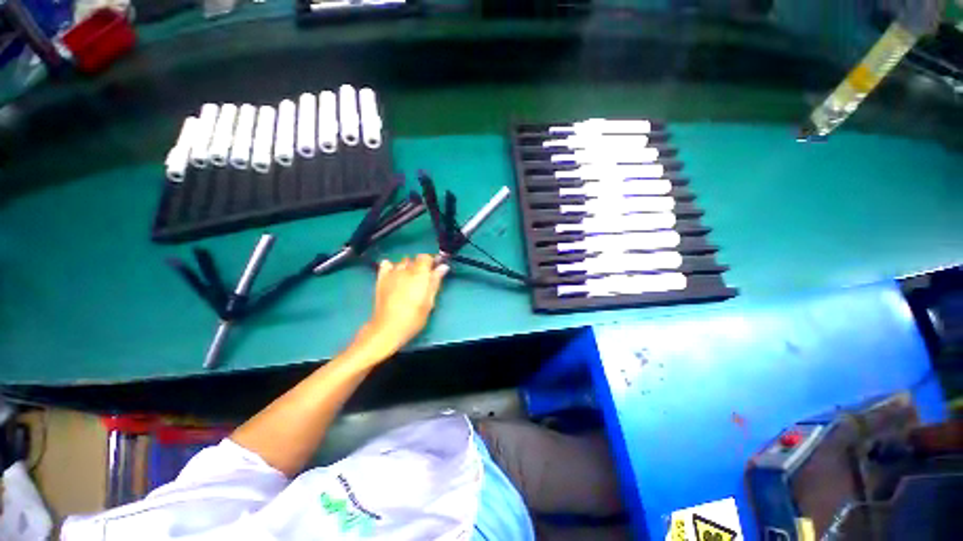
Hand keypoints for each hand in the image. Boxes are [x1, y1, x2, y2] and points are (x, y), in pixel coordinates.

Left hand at [354, 254, 447, 358]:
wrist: (388, 328)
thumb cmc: (414, 317)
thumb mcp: (429, 301)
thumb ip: (435, 281)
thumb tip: (443, 267)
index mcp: (419, 274)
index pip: (426, 257)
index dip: (431, 261)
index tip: (435, 269)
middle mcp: (405, 270)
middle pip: (414, 259)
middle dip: (420, 265)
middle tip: (423, 279)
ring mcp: (391, 274)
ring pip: (401, 262)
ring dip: (407, 267)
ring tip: (409, 279)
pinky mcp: (380, 279)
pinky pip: (385, 265)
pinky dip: (391, 266)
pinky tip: (394, 274)